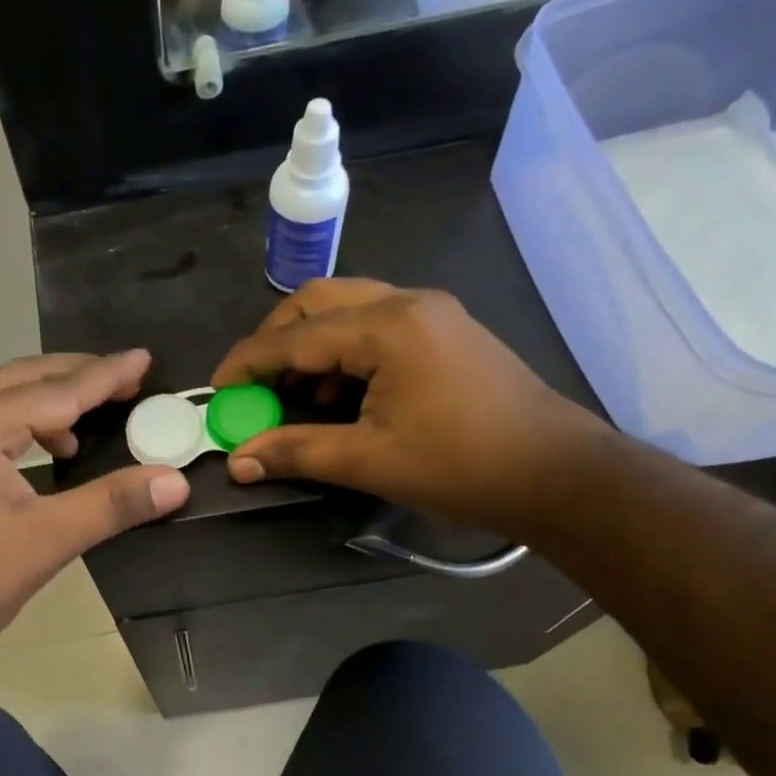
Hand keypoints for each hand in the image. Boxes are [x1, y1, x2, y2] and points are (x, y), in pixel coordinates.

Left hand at [0, 352, 189, 672]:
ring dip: (48, 402)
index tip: (145, 358)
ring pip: (1, 402)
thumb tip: (176, 480)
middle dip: (74, 376)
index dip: (105, 376)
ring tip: (92, 416)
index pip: (55, 392)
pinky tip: (49, 453)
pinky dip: (24, 428)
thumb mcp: (48, 539)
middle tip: (124, 379)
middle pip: (22, 380)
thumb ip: (113, 504)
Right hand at [211, 280, 606, 534]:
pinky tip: (341, 395)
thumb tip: (237, 460)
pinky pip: (376, 326)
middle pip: (318, 301)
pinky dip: (344, 352)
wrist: (558, 475)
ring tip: (295, 395)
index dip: (247, 363)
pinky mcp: (445, 332)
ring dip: (311, 345)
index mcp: (386, 326)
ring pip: (348, 310)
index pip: (294, 335)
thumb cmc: (461, 466)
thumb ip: (296, 451)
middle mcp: (406, 303)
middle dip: (275, 339)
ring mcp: (431, 314)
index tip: (216, 391)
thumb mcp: (369, 460)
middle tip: (254, 385)